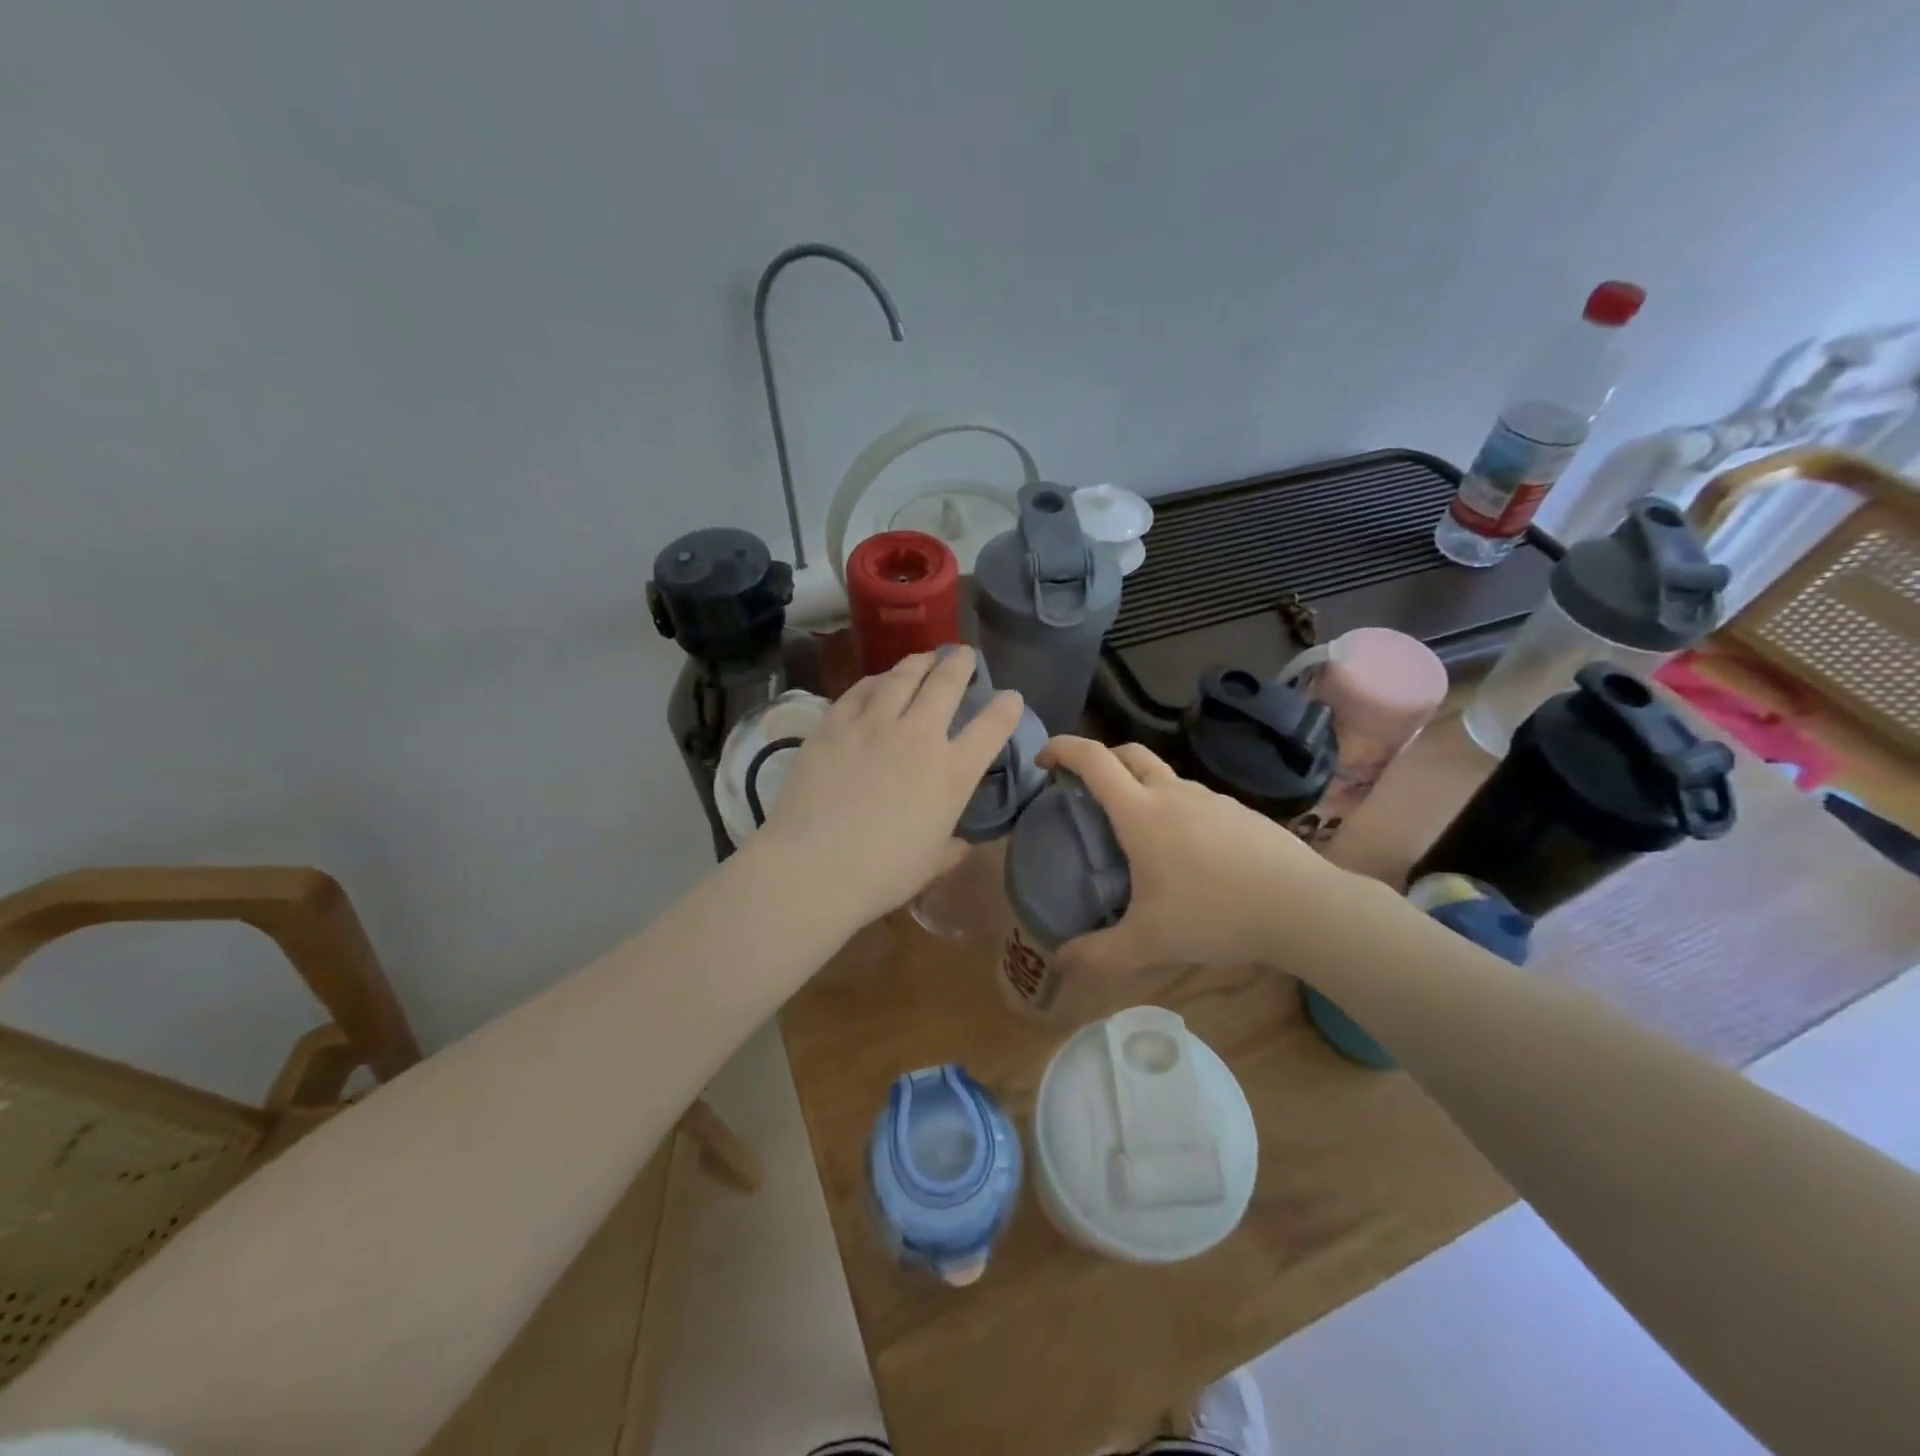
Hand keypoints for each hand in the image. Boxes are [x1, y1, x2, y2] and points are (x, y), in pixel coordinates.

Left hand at [754, 648, 1022, 928]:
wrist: (811, 868)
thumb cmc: (880, 875)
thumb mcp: (931, 865)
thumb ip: (953, 847)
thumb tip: (962, 842)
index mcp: (952, 773)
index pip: (992, 727)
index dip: (1007, 707)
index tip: (1011, 697)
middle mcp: (918, 736)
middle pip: (946, 684)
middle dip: (960, 664)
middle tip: (963, 655)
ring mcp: (873, 724)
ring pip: (903, 676)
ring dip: (919, 663)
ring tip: (924, 658)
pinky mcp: (834, 724)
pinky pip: (860, 689)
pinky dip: (875, 680)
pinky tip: (878, 680)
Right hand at [1038, 736, 1359, 975]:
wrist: (1304, 907)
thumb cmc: (1215, 915)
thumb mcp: (1148, 943)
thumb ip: (1098, 954)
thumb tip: (1058, 962)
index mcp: (1141, 812)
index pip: (1092, 760)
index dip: (1062, 748)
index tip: (1043, 759)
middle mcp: (1173, 793)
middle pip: (1128, 753)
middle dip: (1099, 759)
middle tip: (1084, 789)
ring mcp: (1212, 798)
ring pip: (1164, 775)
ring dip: (1139, 784)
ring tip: (1135, 828)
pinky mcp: (1240, 811)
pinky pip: (1194, 797)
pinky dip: (1174, 806)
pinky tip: (1185, 850)